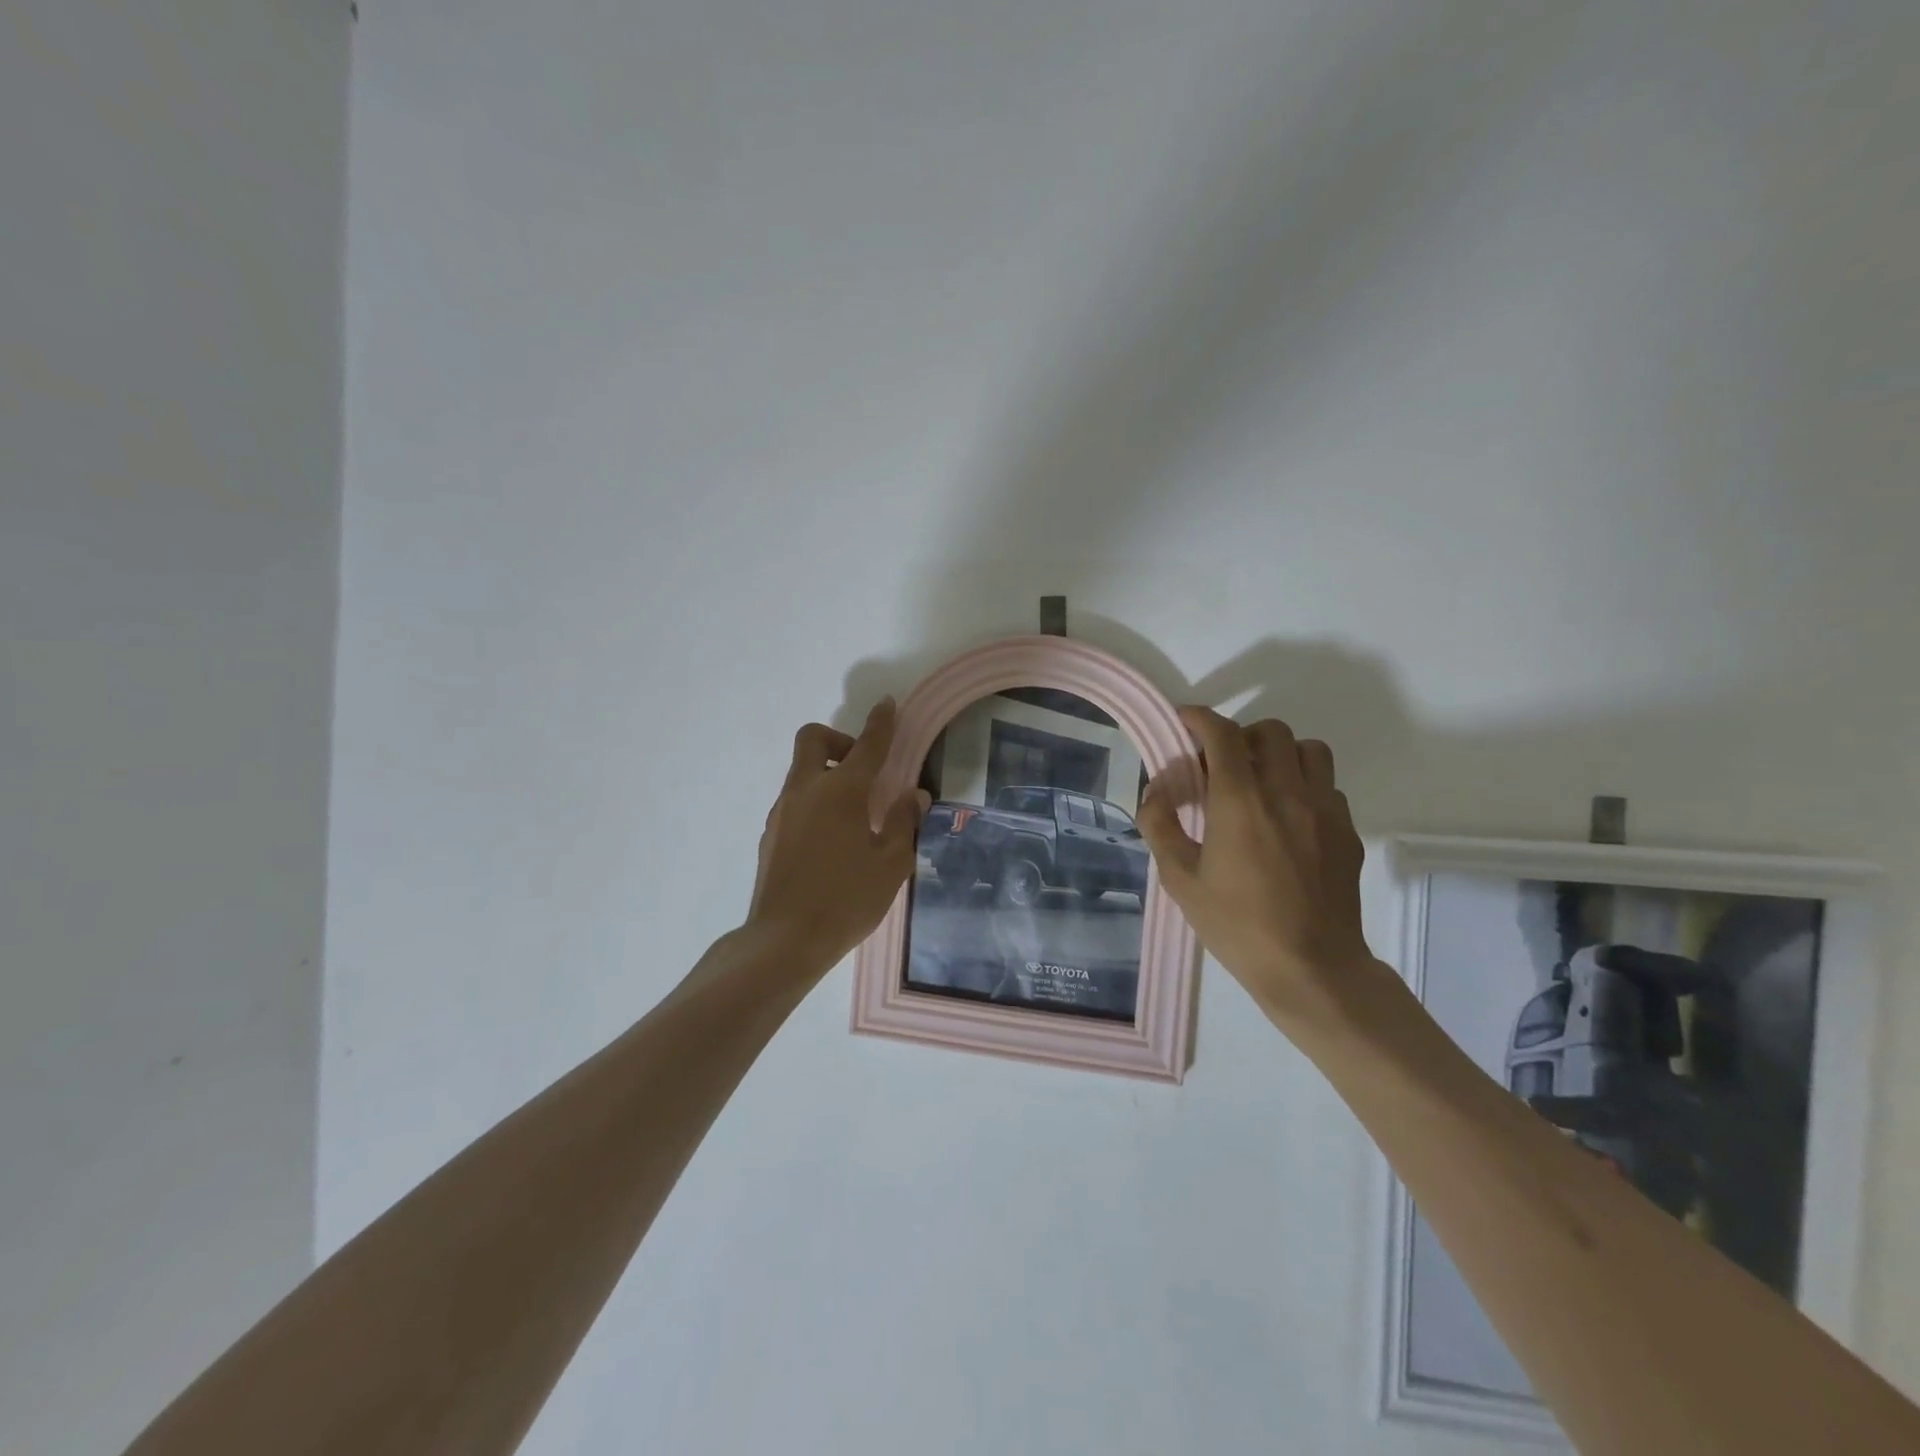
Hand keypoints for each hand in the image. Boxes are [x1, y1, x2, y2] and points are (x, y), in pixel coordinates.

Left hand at [746, 698, 928, 970]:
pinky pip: (794, 799)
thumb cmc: (846, 901)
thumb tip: (913, 796)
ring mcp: (782, 811)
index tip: (887, 704)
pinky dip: (814, 800)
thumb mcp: (891, 864)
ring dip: (827, 773)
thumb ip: (903, 823)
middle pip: (813, 739)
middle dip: (839, 740)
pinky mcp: (770, 834)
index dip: (880, 723)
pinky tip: (831, 839)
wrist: (784, 941)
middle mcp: (806, 790)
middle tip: (862, 769)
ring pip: (801, 771)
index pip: (866, 746)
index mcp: (841, 792)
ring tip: (854, 814)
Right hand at [1138, 707, 1372, 1017]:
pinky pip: (1327, 786)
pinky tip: (1287, 818)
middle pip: (1270, 732)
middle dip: (1240, 736)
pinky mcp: (1347, 832)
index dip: (1199, 718)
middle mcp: (1287, 793)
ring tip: (1260, 782)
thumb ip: (1160, 825)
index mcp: (1241, 801)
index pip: (1223, 735)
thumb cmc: (1237, 925)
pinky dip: (1304, 785)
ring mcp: (1324, 810)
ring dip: (1279, 754)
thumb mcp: (1180, 879)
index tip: (1184, 721)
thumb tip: (1155, 791)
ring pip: (1308, 750)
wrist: (1311, 968)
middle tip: (1220, 763)